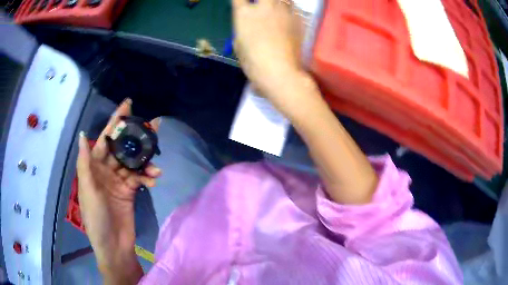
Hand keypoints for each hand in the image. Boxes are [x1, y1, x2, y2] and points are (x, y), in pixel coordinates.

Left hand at [76, 98, 160, 282]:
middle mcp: (106, 170)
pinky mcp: (130, 191)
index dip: (115, 122)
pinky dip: (147, 177)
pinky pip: (139, 178)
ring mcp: (119, 181)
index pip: (104, 139)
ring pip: (133, 163)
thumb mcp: (88, 191)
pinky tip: (154, 179)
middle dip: (135, 136)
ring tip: (157, 162)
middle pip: (122, 147)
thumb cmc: (96, 219)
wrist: (114, 245)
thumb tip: (82, 135)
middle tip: (153, 124)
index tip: (127, 105)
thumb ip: (85, 163)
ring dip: (145, 161)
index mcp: (93, 167)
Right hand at [232, 0, 304, 100]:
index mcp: (244, 14)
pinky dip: (290, 10)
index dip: (240, 0)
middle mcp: (264, 7)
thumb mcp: (239, 45)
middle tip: (262, 5)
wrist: (279, 71)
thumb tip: (248, 23)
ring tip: (276, 9)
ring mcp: (283, 12)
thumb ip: (243, 29)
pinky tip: (288, 19)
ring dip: (279, 2)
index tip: (242, 3)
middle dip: (262, 0)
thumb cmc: (253, 62)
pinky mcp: (298, 19)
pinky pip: (294, 9)